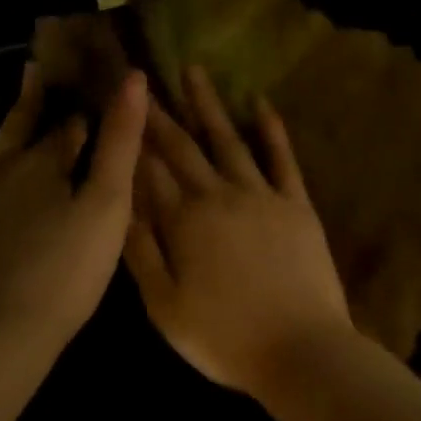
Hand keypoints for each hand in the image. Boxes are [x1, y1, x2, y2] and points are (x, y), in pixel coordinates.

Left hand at [0, 62, 147, 346]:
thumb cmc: (66, 269)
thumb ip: (121, 141)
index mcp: (42, 164)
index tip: (87, 90)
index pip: (67, 128)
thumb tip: (133, 78)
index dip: (81, 112)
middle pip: (16, 129)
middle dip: (28, 101)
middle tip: (30, 69)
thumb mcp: (108, 203)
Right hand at [123, 65, 353, 393]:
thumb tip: (122, 204)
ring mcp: (262, 195)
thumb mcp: (165, 307)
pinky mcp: (296, 203)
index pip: (150, 170)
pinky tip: (260, 103)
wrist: (301, 349)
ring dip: (209, 105)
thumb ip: (142, 252)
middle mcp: (219, 196)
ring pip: (228, 140)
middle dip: (160, 113)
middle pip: (183, 147)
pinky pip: (282, 158)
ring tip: (193, 71)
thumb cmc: (224, 338)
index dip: (133, 138)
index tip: (119, 108)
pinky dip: (271, 130)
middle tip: (144, 81)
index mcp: (184, 222)